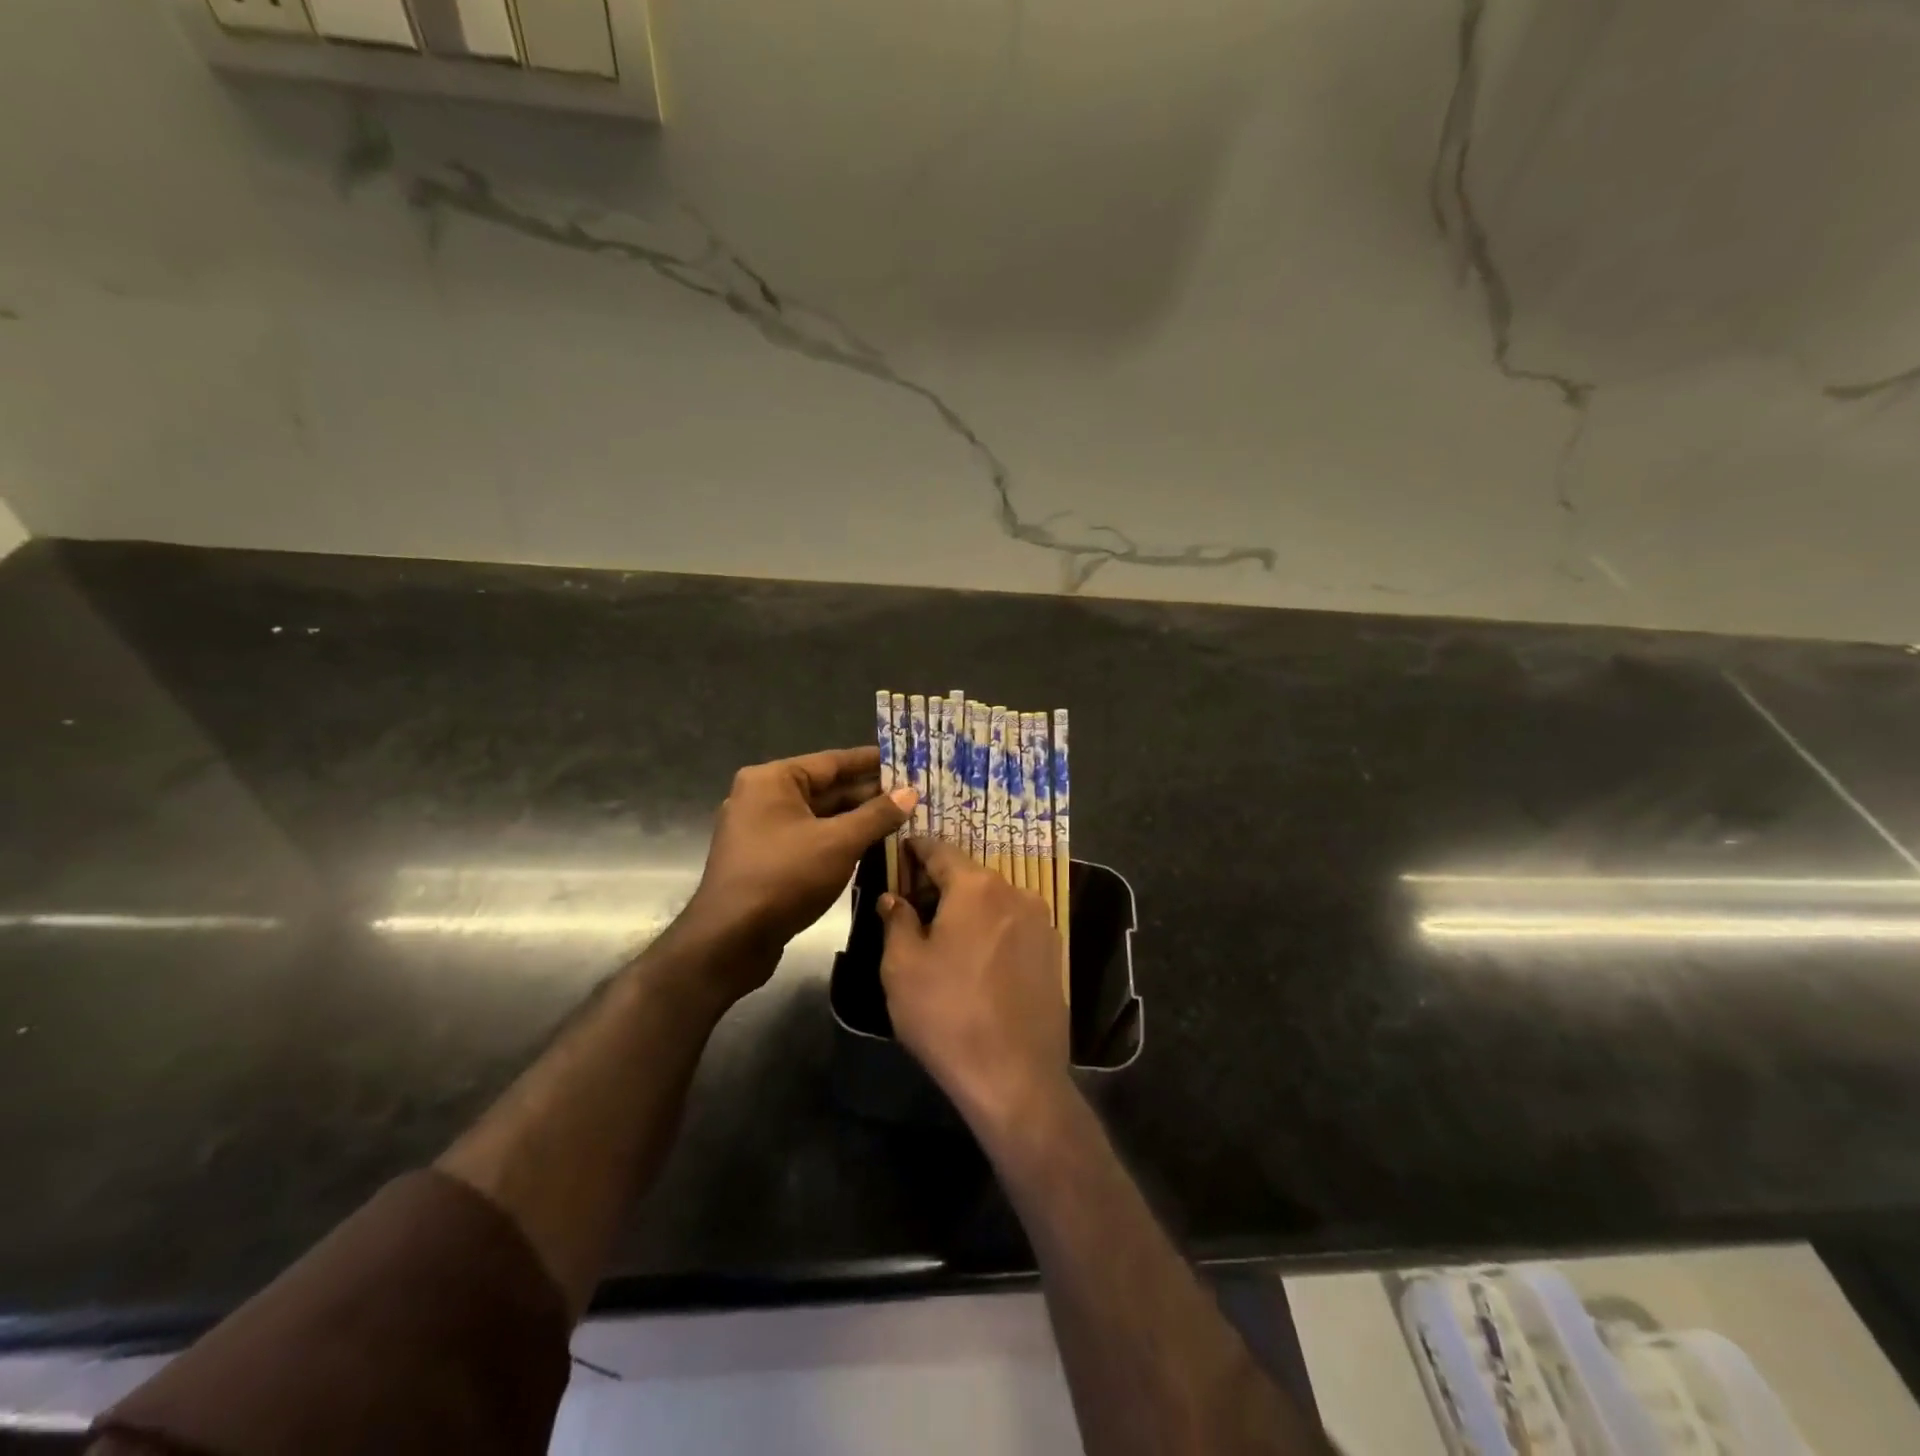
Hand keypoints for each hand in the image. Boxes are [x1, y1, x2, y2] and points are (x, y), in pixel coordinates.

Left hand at [678, 747, 915, 996]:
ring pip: (819, 818)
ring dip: (857, 820)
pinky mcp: (764, 860)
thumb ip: (877, 815)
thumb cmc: (784, 878)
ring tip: (902, 820)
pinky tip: (872, 847)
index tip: (906, 760)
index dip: (872, 762)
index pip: (832, 761)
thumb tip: (911, 793)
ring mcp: (760, 831)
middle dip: (869, 795)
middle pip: (826, 789)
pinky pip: (809, 840)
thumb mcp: (839, 843)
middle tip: (914, 795)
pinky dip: (838, 841)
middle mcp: (762, 797)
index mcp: (773, 780)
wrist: (729, 940)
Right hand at [876, 837, 1069, 1130]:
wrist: (1015, 1077)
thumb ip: (897, 921)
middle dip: (941, 882)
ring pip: (994, 901)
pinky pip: (1013, 927)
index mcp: (977, 887)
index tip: (902, 849)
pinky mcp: (1054, 954)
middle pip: (971, 875)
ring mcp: (1041, 923)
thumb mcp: (902, 966)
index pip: (941, 851)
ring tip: (943, 934)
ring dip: (968, 908)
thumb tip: (895, 898)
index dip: (918, 848)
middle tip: (913, 900)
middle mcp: (1015, 893)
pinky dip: (991, 930)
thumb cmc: (948, 1014)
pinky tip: (975, 959)